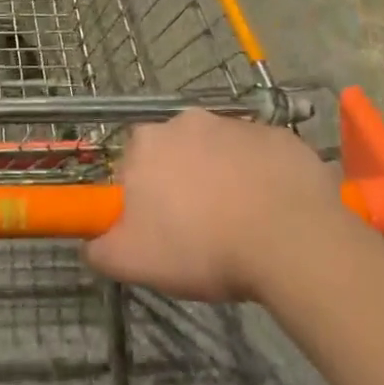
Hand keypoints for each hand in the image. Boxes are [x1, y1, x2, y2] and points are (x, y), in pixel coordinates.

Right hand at [85, 111, 376, 303]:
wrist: (293, 243)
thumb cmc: (202, 247)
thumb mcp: (132, 262)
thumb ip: (98, 250)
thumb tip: (91, 244)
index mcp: (146, 143)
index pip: (130, 165)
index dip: (140, 197)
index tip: (157, 228)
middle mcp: (187, 121)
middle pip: (175, 154)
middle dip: (180, 183)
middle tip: (196, 228)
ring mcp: (238, 125)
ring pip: (219, 154)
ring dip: (222, 179)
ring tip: (238, 224)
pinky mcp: (282, 137)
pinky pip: (260, 157)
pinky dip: (261, 178)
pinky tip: (271, 212)